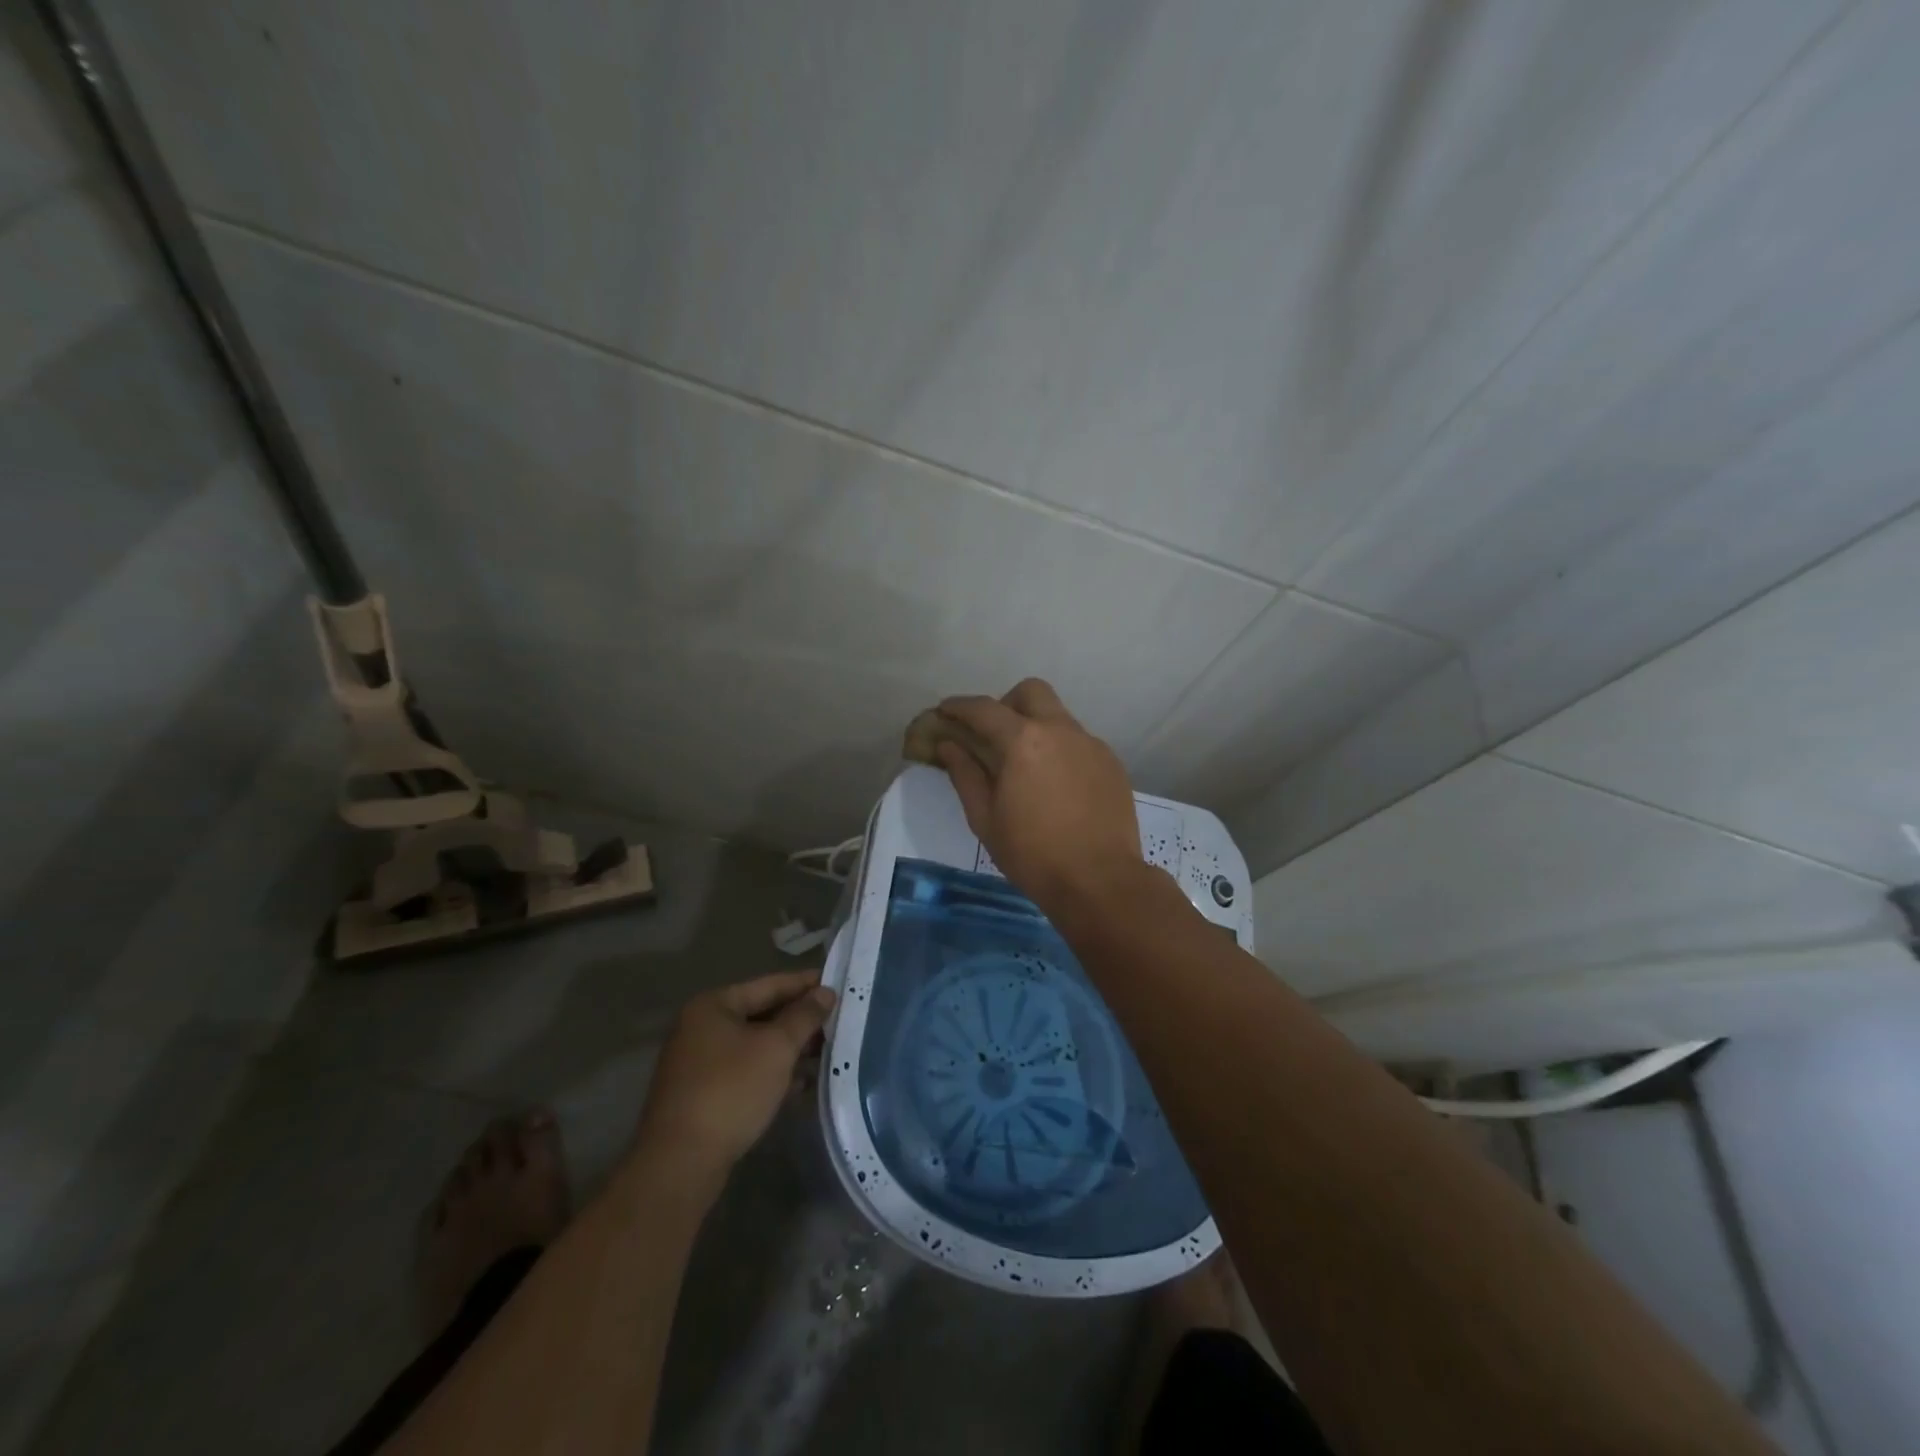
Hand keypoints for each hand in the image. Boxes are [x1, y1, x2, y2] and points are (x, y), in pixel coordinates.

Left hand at [631, 969, 836, 1190]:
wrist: (680, 1163)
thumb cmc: (731, 1091)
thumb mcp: (776, 1048)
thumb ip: (804, 1016)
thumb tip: (825, 992)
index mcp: (713, 1005)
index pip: (770, 984)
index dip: (806, 984)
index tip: (838, 984)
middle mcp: (701, 1027)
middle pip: (761, 1014)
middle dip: (799, 1020)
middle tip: (837, 1022)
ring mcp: (698, 1062)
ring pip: (755, 1045)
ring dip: (789, 1049)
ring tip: (826, 1053)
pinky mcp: (702, 1094)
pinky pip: (745, 1071)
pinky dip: (772, 1073)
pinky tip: (800, 1084)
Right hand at [933, 678, 1145, 916]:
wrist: (1100, 882)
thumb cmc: (1032, 854)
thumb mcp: (985, 819)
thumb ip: (965, 775)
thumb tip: (949, 745)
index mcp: (1023, 741)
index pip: (984, 709)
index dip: (959, 706)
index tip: (945, 711)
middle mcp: (1060, 730)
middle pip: (1030, 692)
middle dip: (1006, 704)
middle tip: (993, 736)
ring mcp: (1091, 744)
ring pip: (1058, 717)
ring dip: (1036, 728)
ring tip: (1026, 768)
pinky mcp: (1111, 763)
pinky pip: (1078, 742)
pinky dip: (1060, 751)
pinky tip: (1056, 787)